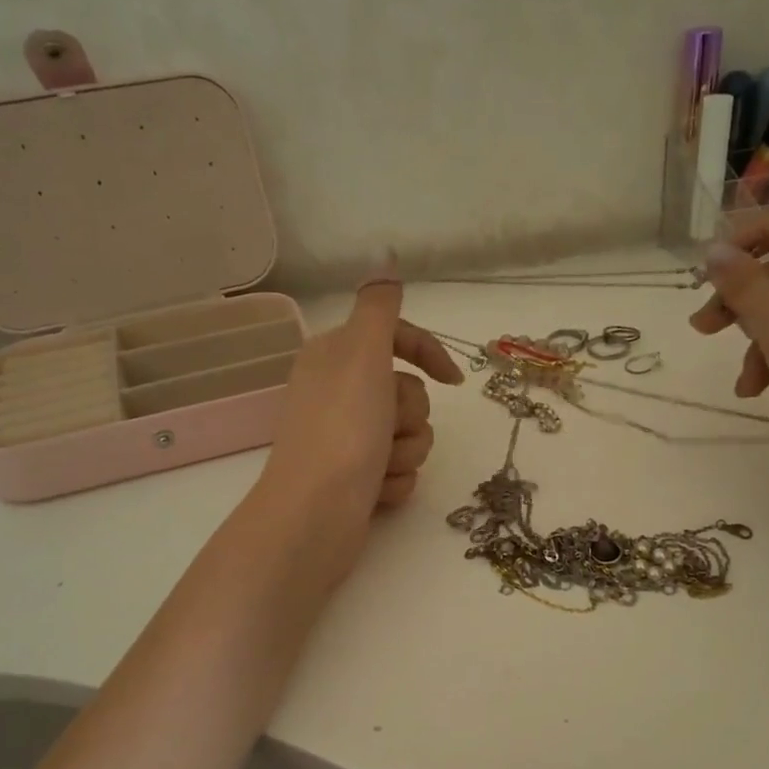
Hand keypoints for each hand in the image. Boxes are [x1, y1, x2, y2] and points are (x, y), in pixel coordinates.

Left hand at [256, 276, 463, 575]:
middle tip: (384, 429)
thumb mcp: (363, 355)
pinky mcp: (355, 479)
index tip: (453, 380)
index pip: (396, 338)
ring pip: (409, 435)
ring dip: (405, 452)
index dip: (428, 354)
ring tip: (378, 466)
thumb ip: (380, 307)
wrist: (315, 514)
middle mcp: (339, 394)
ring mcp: (347, 439)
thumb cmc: (342, 429)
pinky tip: (373, 492)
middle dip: (409, 417)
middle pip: (409, 393)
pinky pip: (399, 471)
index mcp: (336, 358)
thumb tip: (384, 254)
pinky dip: (394, 482)